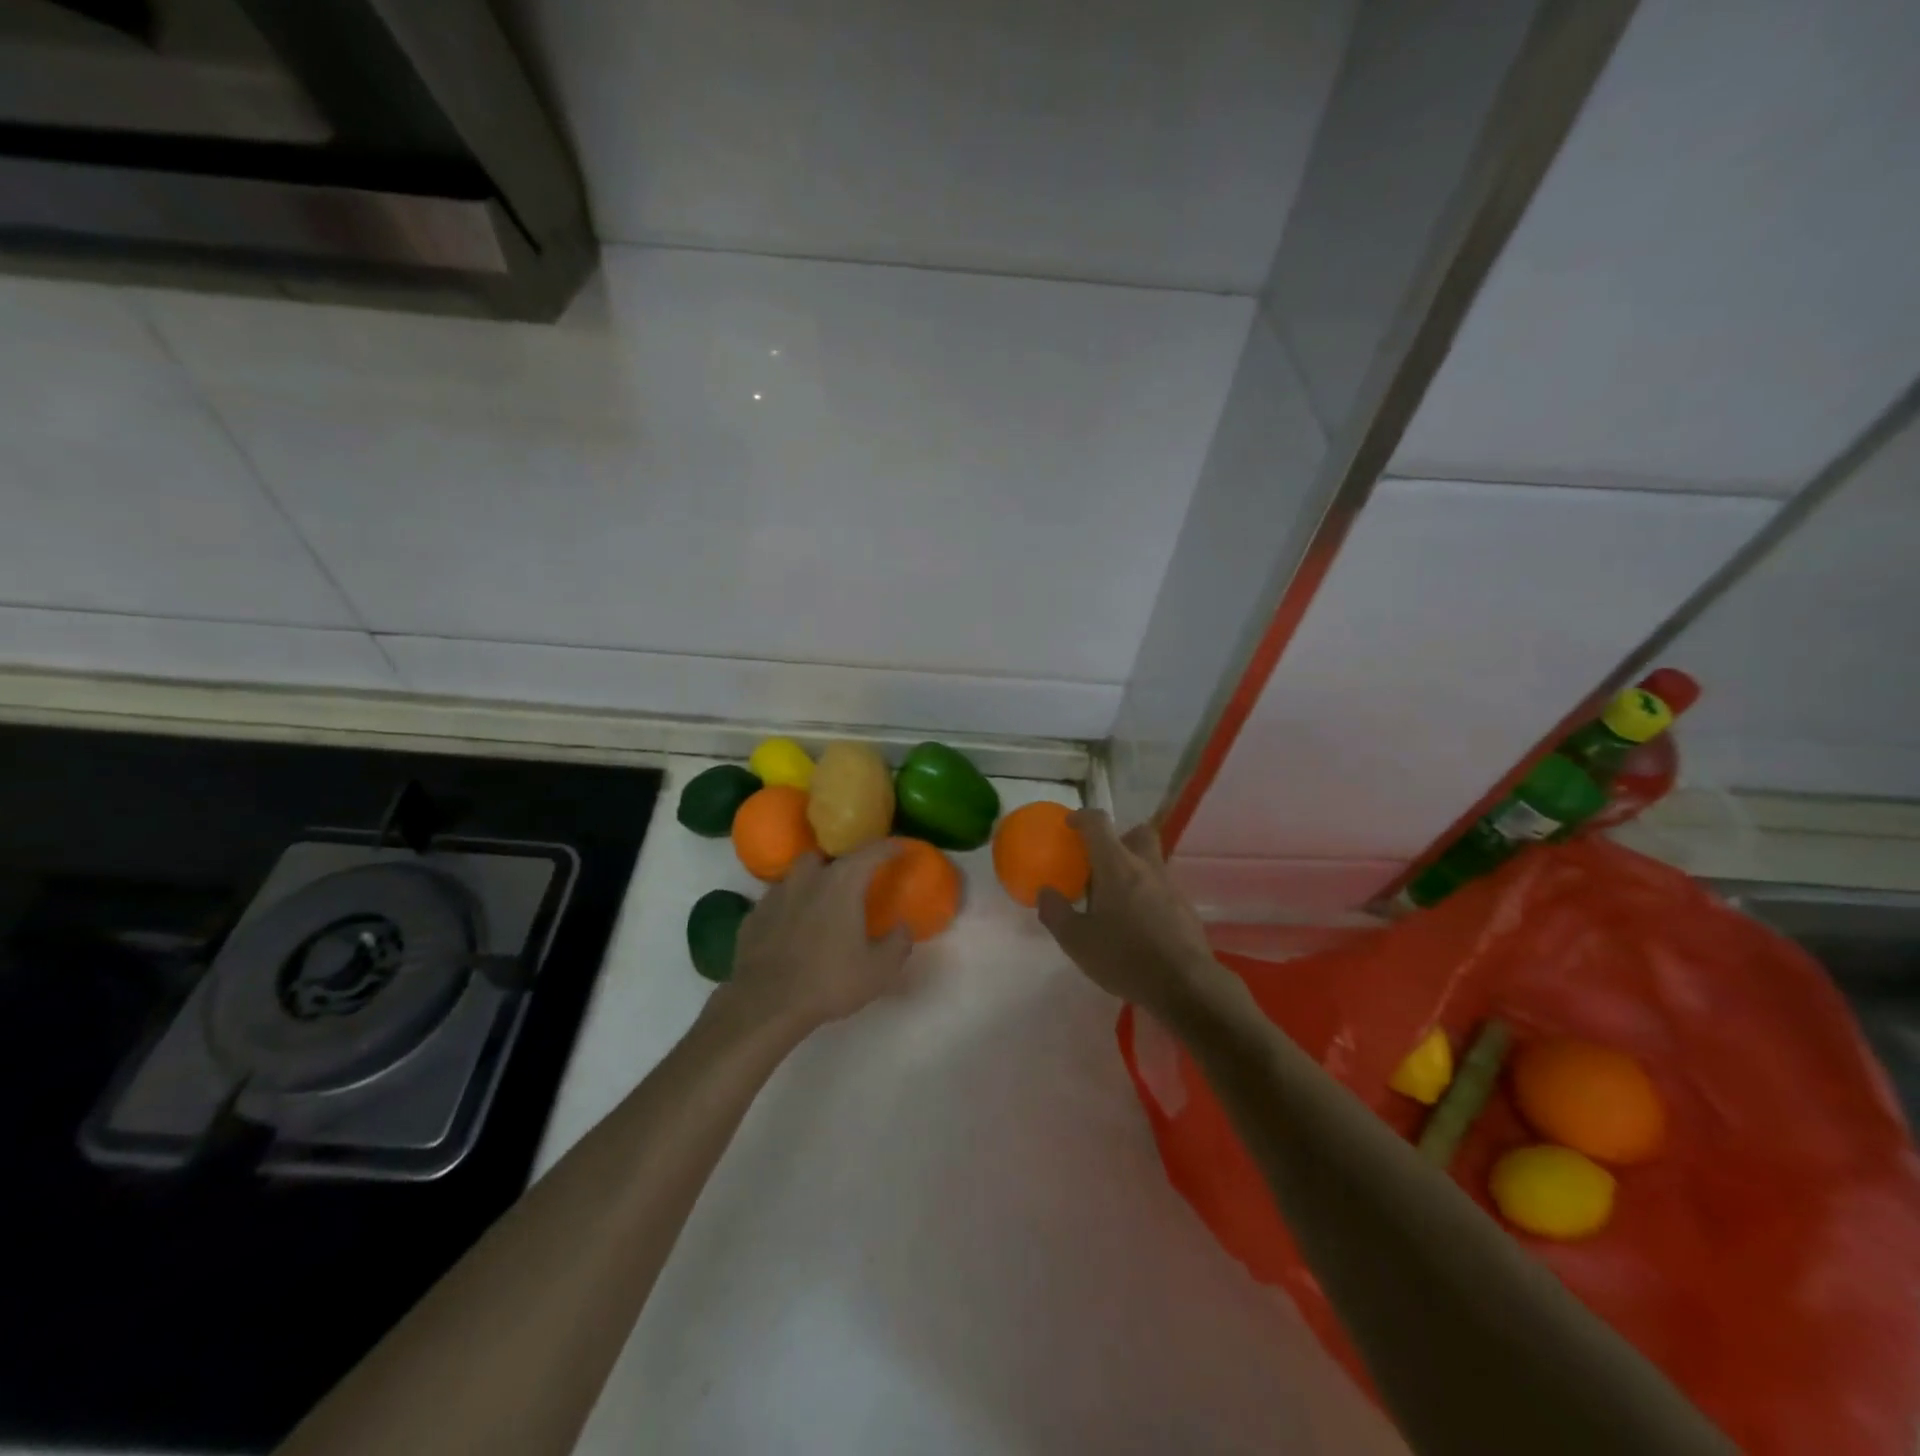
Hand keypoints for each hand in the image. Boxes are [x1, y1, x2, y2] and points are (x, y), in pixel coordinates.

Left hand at [718, 842, 913, 1036]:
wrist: (765, 1005)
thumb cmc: (828, 981)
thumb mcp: (878, 970)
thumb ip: (897, 943)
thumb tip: (903, 927)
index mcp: (841, 884)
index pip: (871, 852)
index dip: (889, 847)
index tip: (900, 848)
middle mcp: (807, 879)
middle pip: (823, 856)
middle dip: (837, 863)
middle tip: (850, 883)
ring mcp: (774, 896)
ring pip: (795, 878)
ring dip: (809, 885)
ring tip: (819, 906)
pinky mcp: (753, 917)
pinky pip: (775, 904)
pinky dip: (787, 910)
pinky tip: (791, 931)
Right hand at [1037, 810, 1225, 1021]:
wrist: (1185, 985)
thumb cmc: (1125, 957)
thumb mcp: (1077, 941)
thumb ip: (1056, 913)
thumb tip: (1045, 893)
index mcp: (1116, 866)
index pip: (1098, 824)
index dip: (1082, 818)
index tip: (1070, 825)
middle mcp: (1146, 867)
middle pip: (1137, 833)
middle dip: (1119, 838)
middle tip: (1100, 861)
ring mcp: (1170, 886)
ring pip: (1151, 862)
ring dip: (1133, 870)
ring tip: (1115, 900)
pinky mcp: (1185, 908)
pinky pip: (1161, 888)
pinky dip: (1147, 894)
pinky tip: (1137, 923)